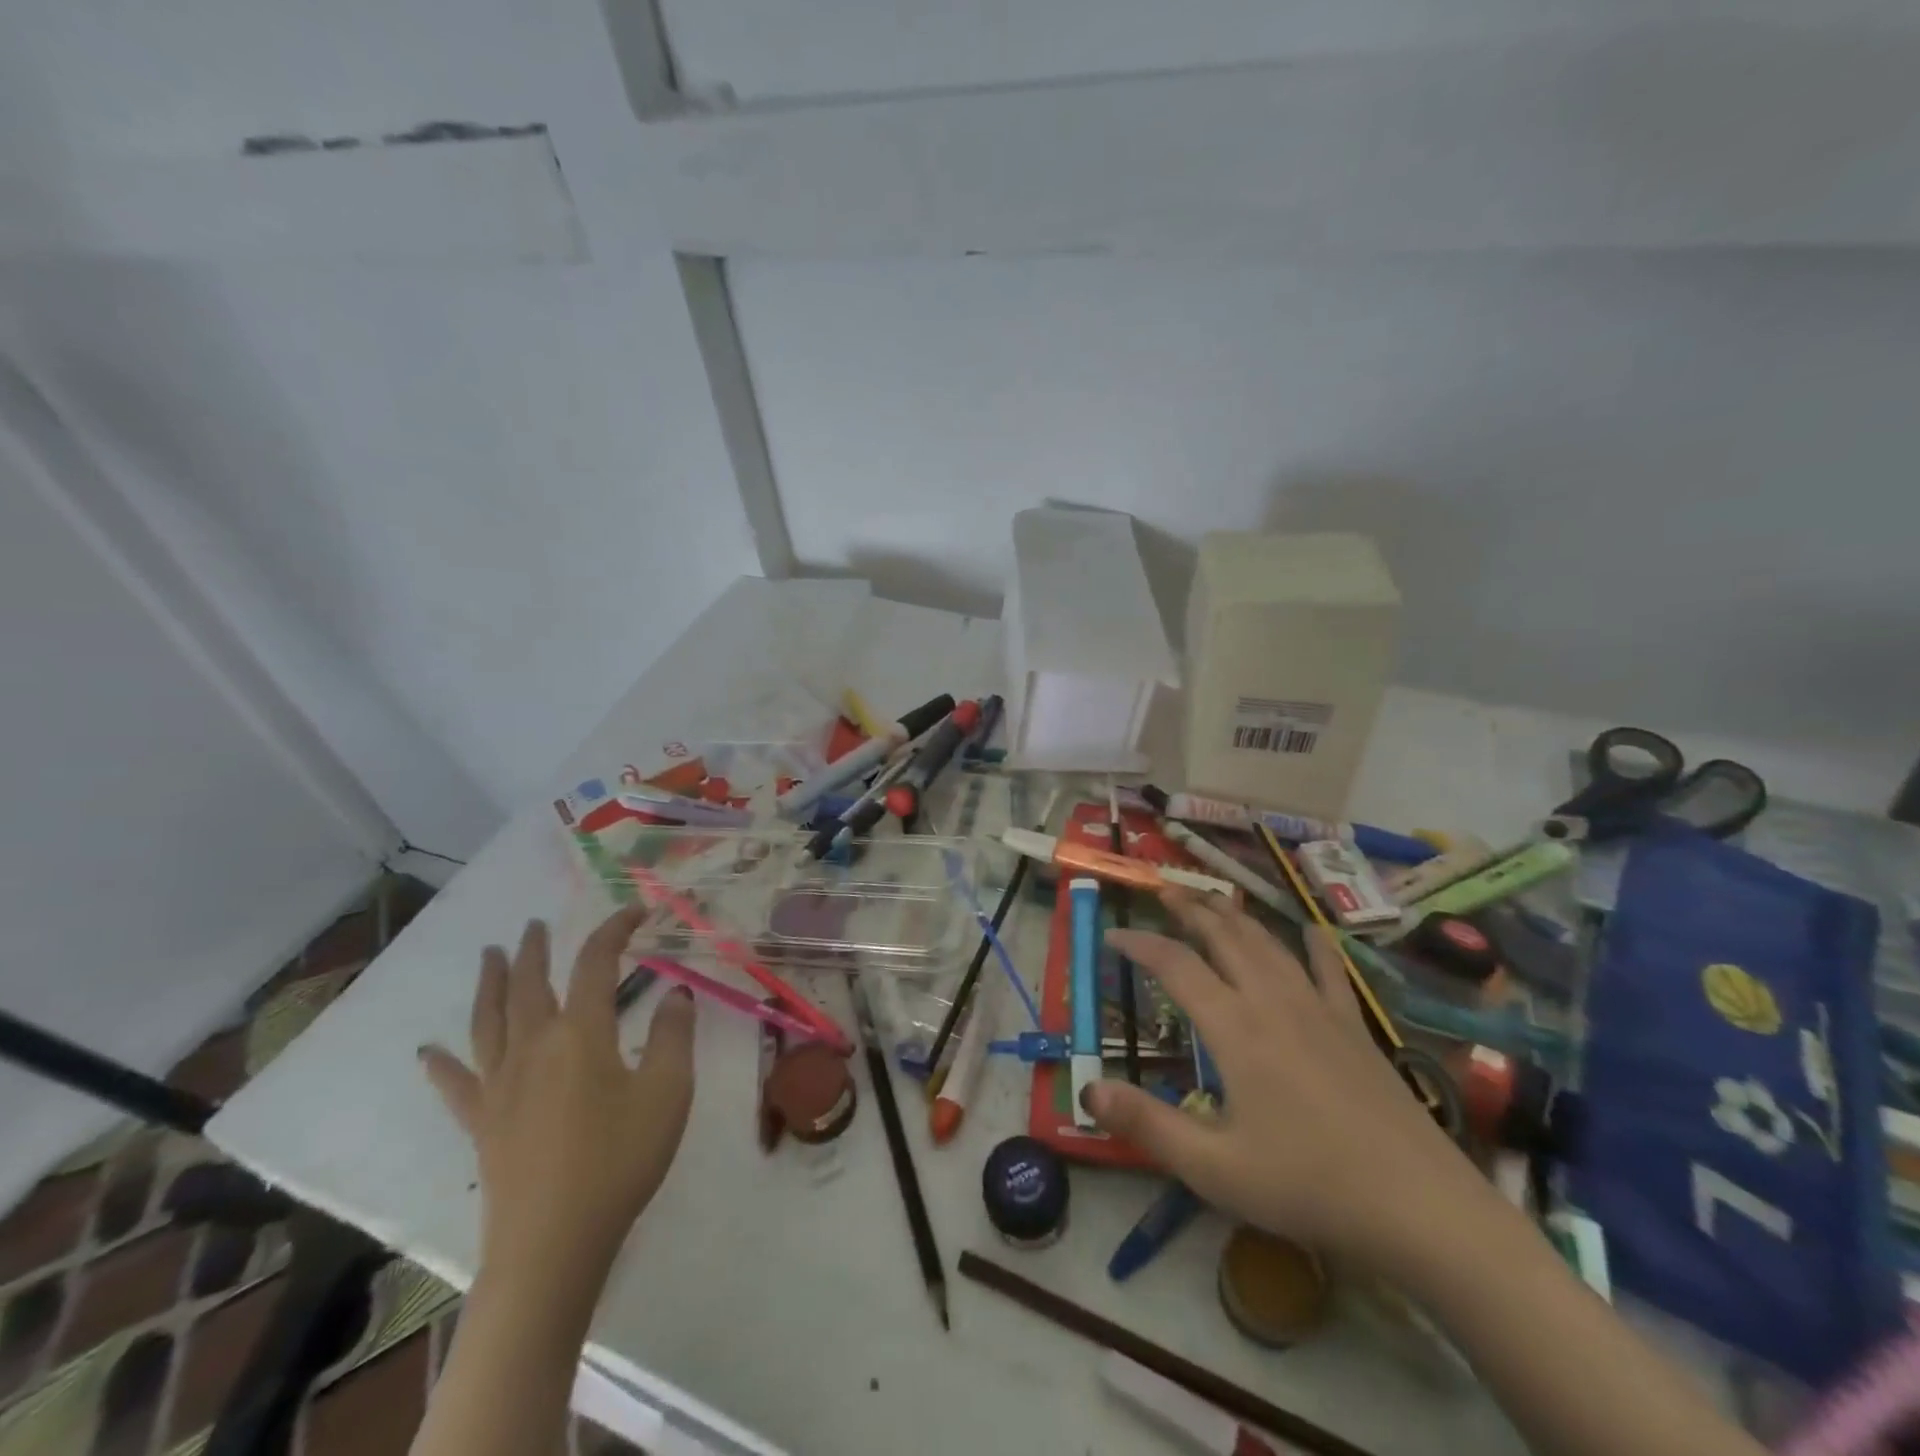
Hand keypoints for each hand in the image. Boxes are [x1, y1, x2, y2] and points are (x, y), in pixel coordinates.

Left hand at [418, 904, 695, 1280]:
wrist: (554, 1243)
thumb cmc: (620, 1159)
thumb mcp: (668, 1091)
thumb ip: (674, 1034)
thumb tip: (674, 991)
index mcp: (581, 1033)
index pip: (595, 963)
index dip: (614, 930)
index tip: (636, 911)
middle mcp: (534, 1046)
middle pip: (528, 983)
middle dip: (535, 949)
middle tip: (535, 923)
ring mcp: (500, 1085)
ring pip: (489, 1020)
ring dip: (490, 982)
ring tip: (489, 955)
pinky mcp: (482, 1123)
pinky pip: (457, 1084)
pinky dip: (442, 1064)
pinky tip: (428, 1052)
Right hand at [1084, 891, 1479, 1271]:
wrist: (1422, 1209)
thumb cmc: (1309, 1187)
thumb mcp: (1215, 1168)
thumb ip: (1147, 1125)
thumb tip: (1088, 1089)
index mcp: (1235, 1028)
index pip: (1175, 966)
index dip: (1139, 944)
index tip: (1112, 935)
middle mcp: (1273, 1002)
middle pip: (1224, 937)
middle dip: (1190, 909)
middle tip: (1163, 889)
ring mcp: (1319, 1010)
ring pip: (1269, 944)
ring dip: (1236, 916)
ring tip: (1214, 898)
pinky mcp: (1355, 1028)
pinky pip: (1331, 972)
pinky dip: (1315, 946)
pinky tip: (1311, 930)